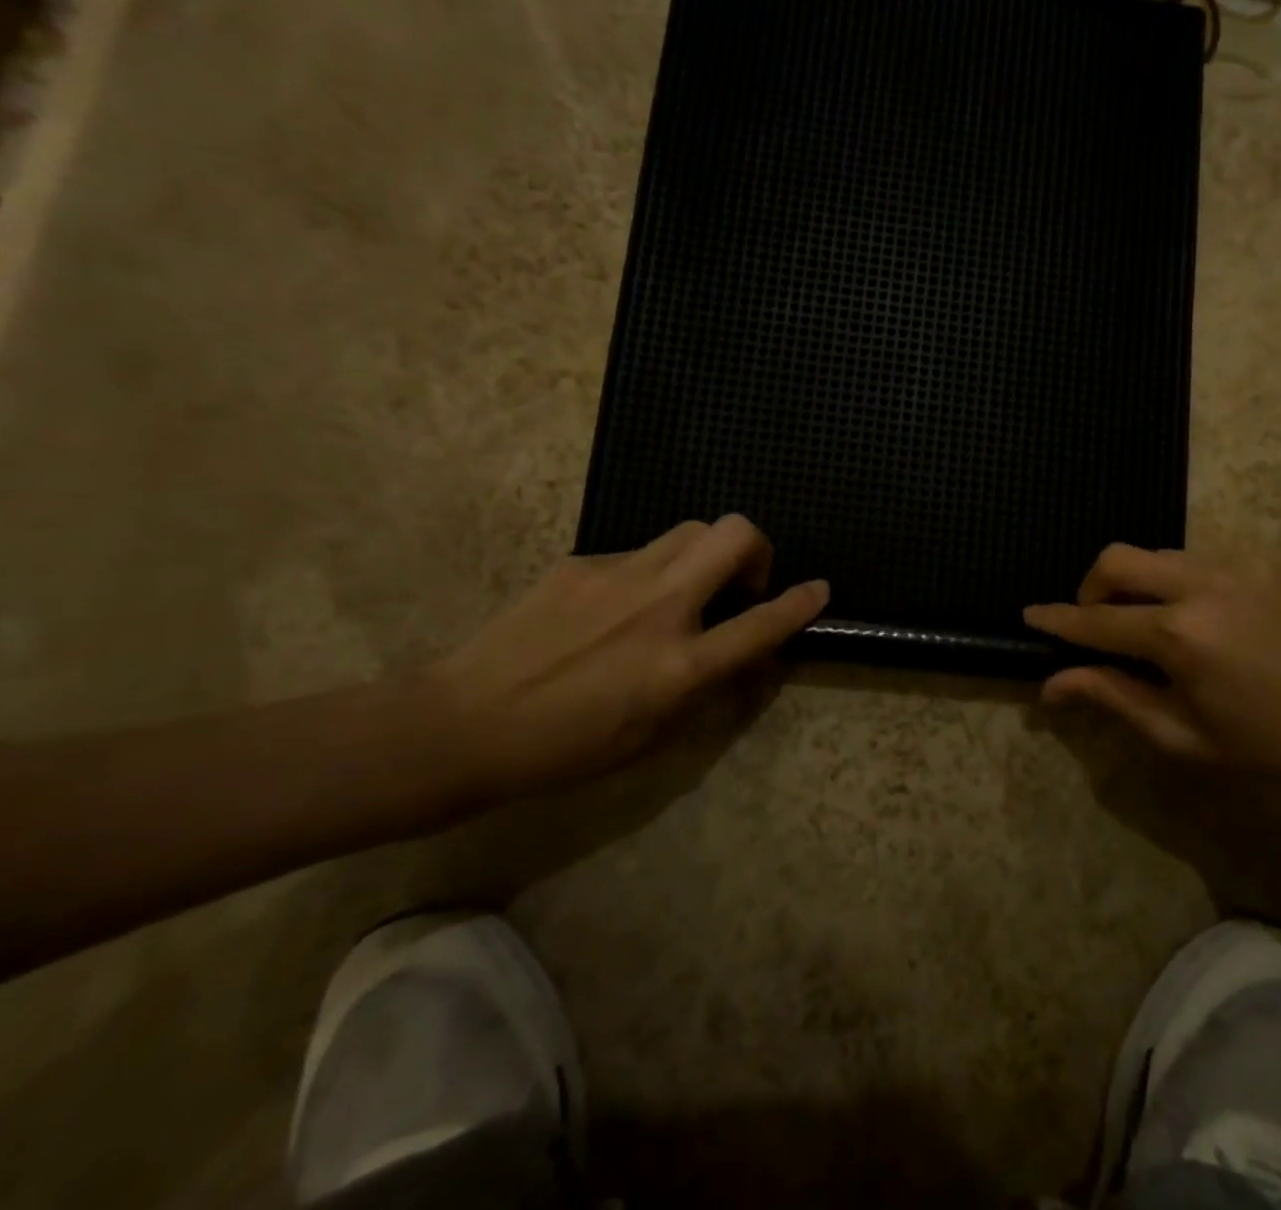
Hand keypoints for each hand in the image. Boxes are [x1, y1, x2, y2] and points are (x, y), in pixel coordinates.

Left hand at [424, 516, 827, 796]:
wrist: (461, 724)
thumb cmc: (562, 750)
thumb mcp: (649, 738)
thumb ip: (703, 692)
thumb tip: (740, 660)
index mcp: (679, 664)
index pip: (761, 624)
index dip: (800, 604)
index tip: (819, 589)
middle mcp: (659, 606)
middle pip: (733, 534)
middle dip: (757, 548)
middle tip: (741, 582)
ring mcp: (618, 576)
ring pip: (689, 530)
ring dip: (706, 554)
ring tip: (685, 591)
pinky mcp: (580, 563)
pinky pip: (637, 554)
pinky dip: (650, 573)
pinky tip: (617, 608)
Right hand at [1024, 544, 1280, 793]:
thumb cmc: (1266, 744)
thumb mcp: (1181, 734)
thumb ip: (1111, 697)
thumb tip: (1051, 685)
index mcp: (1179, 635)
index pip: (1096, 619)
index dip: (1058, 619)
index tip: (1030, 614)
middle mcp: (1202, 584)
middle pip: (1117, 559)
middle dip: (1092, 586)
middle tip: (1099, 623)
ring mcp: (1238, 564)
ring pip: (1158, 554)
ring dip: (1139, 583)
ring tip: (1156, 625)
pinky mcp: (1265, 559)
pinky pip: (1200, 558)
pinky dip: (1180, 582)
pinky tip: (1205, 618)